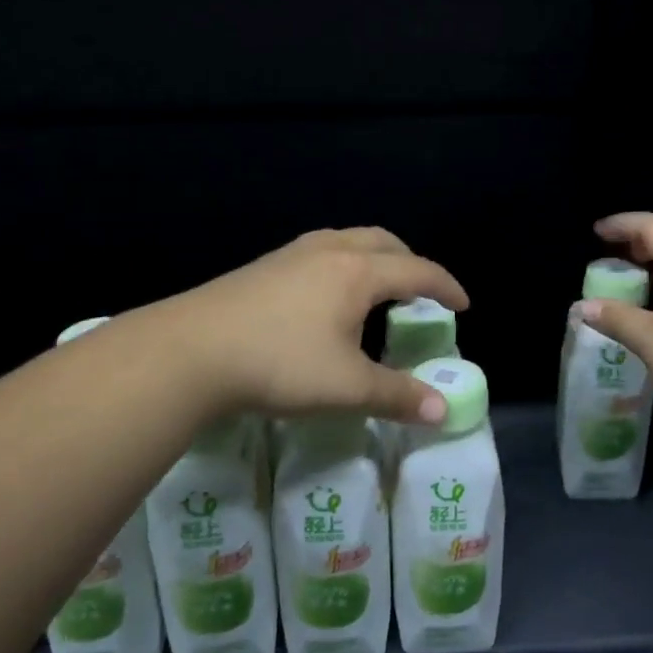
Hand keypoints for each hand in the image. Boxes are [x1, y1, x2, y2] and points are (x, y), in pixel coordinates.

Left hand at [159, 227, 469, 424]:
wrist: (189, 351)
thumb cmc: (279, 363)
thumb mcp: (346, 387)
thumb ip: (397, 396)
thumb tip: (442, 411)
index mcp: (357, 272)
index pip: (417, 271)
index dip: (445, 287)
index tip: (463, 305)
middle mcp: (329, 251)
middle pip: (383, 242)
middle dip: (410, 262)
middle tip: (421, 293)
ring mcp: (291, 254)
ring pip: (348, 241)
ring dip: (374, 259)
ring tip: (377, 293)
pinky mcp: (263, 266)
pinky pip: (320, 253)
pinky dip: (343, 266)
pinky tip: (326, 299)